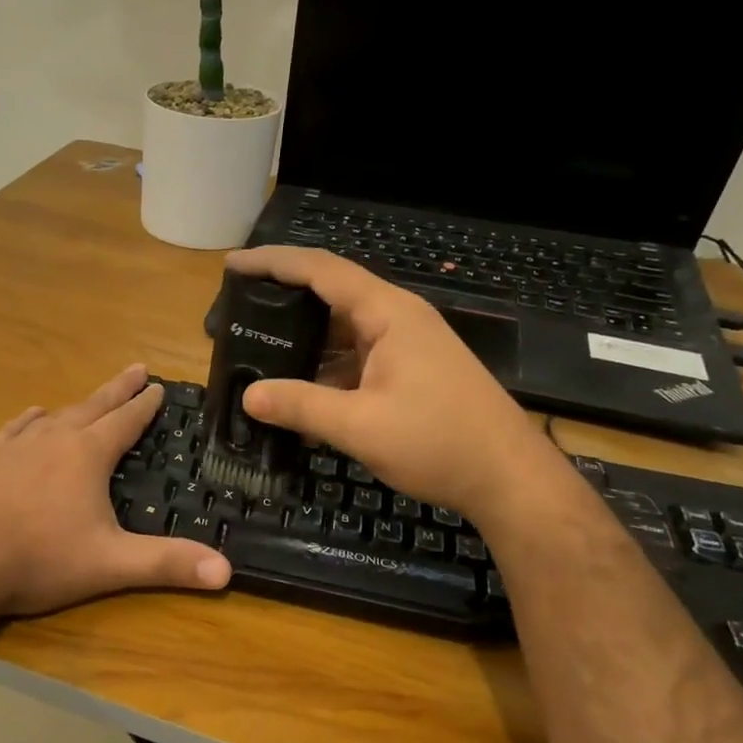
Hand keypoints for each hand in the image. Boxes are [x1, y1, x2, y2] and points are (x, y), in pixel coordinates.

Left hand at [0, 364, 231, 622]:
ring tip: (89, 398)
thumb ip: (166, 564)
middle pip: (93, 406)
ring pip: (54, 415)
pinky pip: (14, 429)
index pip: (125, 421)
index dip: (145, 405)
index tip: (159, 386)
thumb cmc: (36, 560)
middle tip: (136, 369)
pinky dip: (29, 420)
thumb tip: (227, 571)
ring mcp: (13, 447)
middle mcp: (52, 439)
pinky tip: (31, 417)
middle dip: (118, 389)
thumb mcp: (109, 564)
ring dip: (77, 404)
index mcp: (86, 455)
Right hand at [229, 246, 546, 514]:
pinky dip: (326, 372)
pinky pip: (357, 360)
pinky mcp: (411, 373)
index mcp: (388, 314)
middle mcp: (397, 319)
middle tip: (238, 314)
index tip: (233, 266)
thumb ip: (301, 406)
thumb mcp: (360, 426)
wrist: (509, 478)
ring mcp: (407, 347)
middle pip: (331, 296)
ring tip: (258, 355)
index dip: (274, 263)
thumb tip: (248, 397)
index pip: (321, 271)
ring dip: (304, 343)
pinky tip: (300, 397)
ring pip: (343, 333)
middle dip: (283, 303)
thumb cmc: (439, 442)